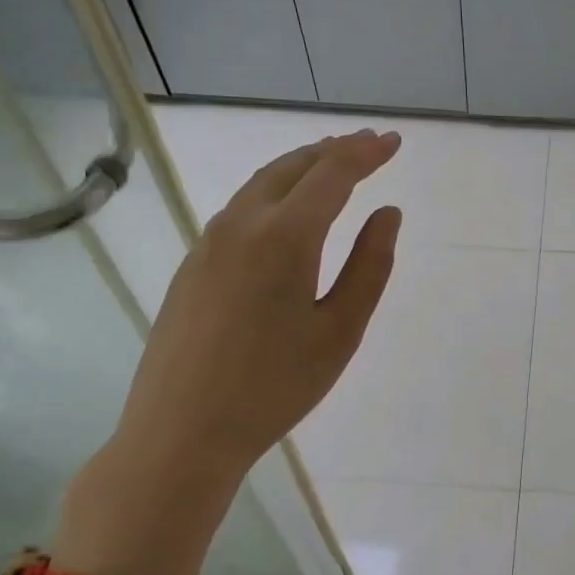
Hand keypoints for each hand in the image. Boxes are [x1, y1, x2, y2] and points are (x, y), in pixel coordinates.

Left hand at [60, 131, 402, 574]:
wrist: (181, 432)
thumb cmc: (275, 387)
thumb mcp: (340, 331)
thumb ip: (370, 266)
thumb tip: (387, 214)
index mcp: (283, 237)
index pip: (332, 174)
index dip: (366, 153)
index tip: (394, 142)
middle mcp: (240, 225)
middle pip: (291, 167)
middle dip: (334, 150)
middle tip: (369, 145)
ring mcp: (209, 243)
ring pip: (261, 184)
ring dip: (301, 167)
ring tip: (333, 166)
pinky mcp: (193, 264)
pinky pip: (241, 208)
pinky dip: (274, 192)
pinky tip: (288, 211)